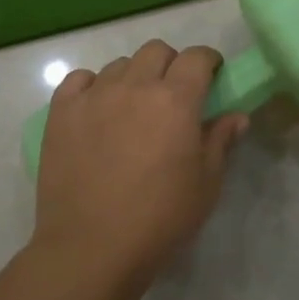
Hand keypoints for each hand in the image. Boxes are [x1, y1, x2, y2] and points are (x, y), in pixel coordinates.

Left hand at [33, 40, 248, 281]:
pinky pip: (79, 79)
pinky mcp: (62, 112)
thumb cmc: (159, 218)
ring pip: (120, 65)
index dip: (208, 61)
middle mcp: (135, 86)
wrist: (91, 249)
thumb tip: (236, 116)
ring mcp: (94, 96)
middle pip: (157, 51)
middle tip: (173, 95)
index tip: (211, 76)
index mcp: (175, 100)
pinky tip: (97, 110)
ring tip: (133, 108)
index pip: (196, 57)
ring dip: (134, 77)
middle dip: (171, 64)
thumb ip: (221, 141)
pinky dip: (92, 86)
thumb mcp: (206, 184)